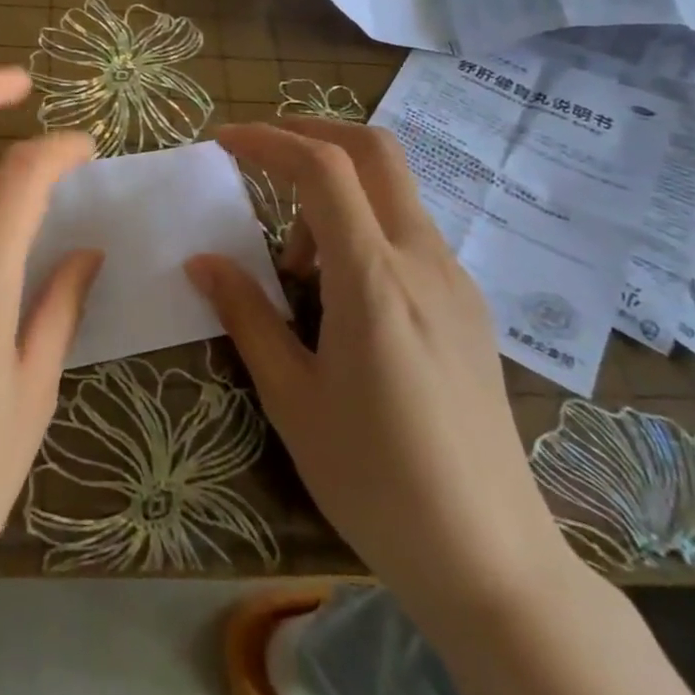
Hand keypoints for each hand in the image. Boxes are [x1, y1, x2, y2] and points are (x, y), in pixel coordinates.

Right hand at [187, 119, 574, 622]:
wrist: (493, 562)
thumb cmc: (375, 481)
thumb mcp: (291, 398)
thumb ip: (246, 314)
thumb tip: (201, 260)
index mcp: (373, 280)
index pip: (322, 169)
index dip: (268, 140)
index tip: (223, 141)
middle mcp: (422, 261)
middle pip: (375, 150)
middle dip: (312, 132)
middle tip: (259, 154)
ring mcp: (455, 280)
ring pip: (394, 190)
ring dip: (336, 190)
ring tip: (294, 261)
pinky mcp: (469, 305)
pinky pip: (409, 232)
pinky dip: (362, 224)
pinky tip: (339, 290)